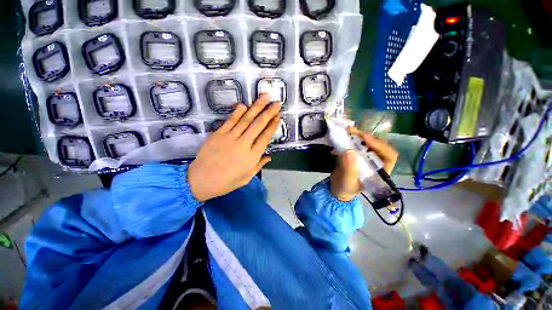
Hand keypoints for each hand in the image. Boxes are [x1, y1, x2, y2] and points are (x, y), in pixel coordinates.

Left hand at [187, 94, 280, 200]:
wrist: (200, 181)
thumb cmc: (226, 182)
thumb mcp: (246, 178)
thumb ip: (258, 165)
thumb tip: (269, 156)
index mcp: (252, 157)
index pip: (265, 137)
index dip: (272, 126)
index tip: (278, 116)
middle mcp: (243, 144)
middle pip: (258, 125)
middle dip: (268, 112)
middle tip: (276, 103)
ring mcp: (229, 138)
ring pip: (246, 119)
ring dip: (256, 107)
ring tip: (264, 97)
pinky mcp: (217, 134)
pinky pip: (229, 121)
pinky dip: (237, 112)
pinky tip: (244, 105)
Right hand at [330, 126, 397, 200]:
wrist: (336, 188)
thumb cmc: (345, 189)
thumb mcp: (348, 182)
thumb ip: (349, 169)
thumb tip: (349, 151)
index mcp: (380, 171)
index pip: (389, 156)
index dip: (380, 146)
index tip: (366, 139)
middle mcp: (375, 161)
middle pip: (377, 146)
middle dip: (366, 137)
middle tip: (353, 131)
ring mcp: (364, 157)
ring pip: (366, 142)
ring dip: (357, 135)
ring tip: (347, 130)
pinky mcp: (355, 154)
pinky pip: (355, 143)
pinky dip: (350, 138)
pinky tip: (343, 135)